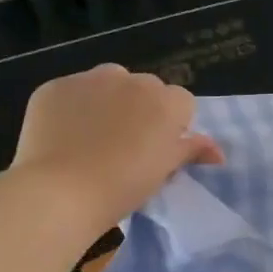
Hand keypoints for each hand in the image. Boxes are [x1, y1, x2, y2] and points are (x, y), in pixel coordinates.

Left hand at [11, 64, 223, 229]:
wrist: (61, 192)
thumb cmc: (124, 186)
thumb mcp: (164, 170)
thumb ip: (192, 151)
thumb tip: (218, 152)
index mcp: (165, 102)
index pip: (182, 102)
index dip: (174, 125)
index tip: (159, 149)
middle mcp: (131, 80)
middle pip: (146, 88)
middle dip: (142, 108)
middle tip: (128, 144)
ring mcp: (89, 80)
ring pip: (109, 82)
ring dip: (109, 100)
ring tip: (94, 135)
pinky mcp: (55, 87)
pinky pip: (72, 92)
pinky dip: (72, 108)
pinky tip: (64, 136)